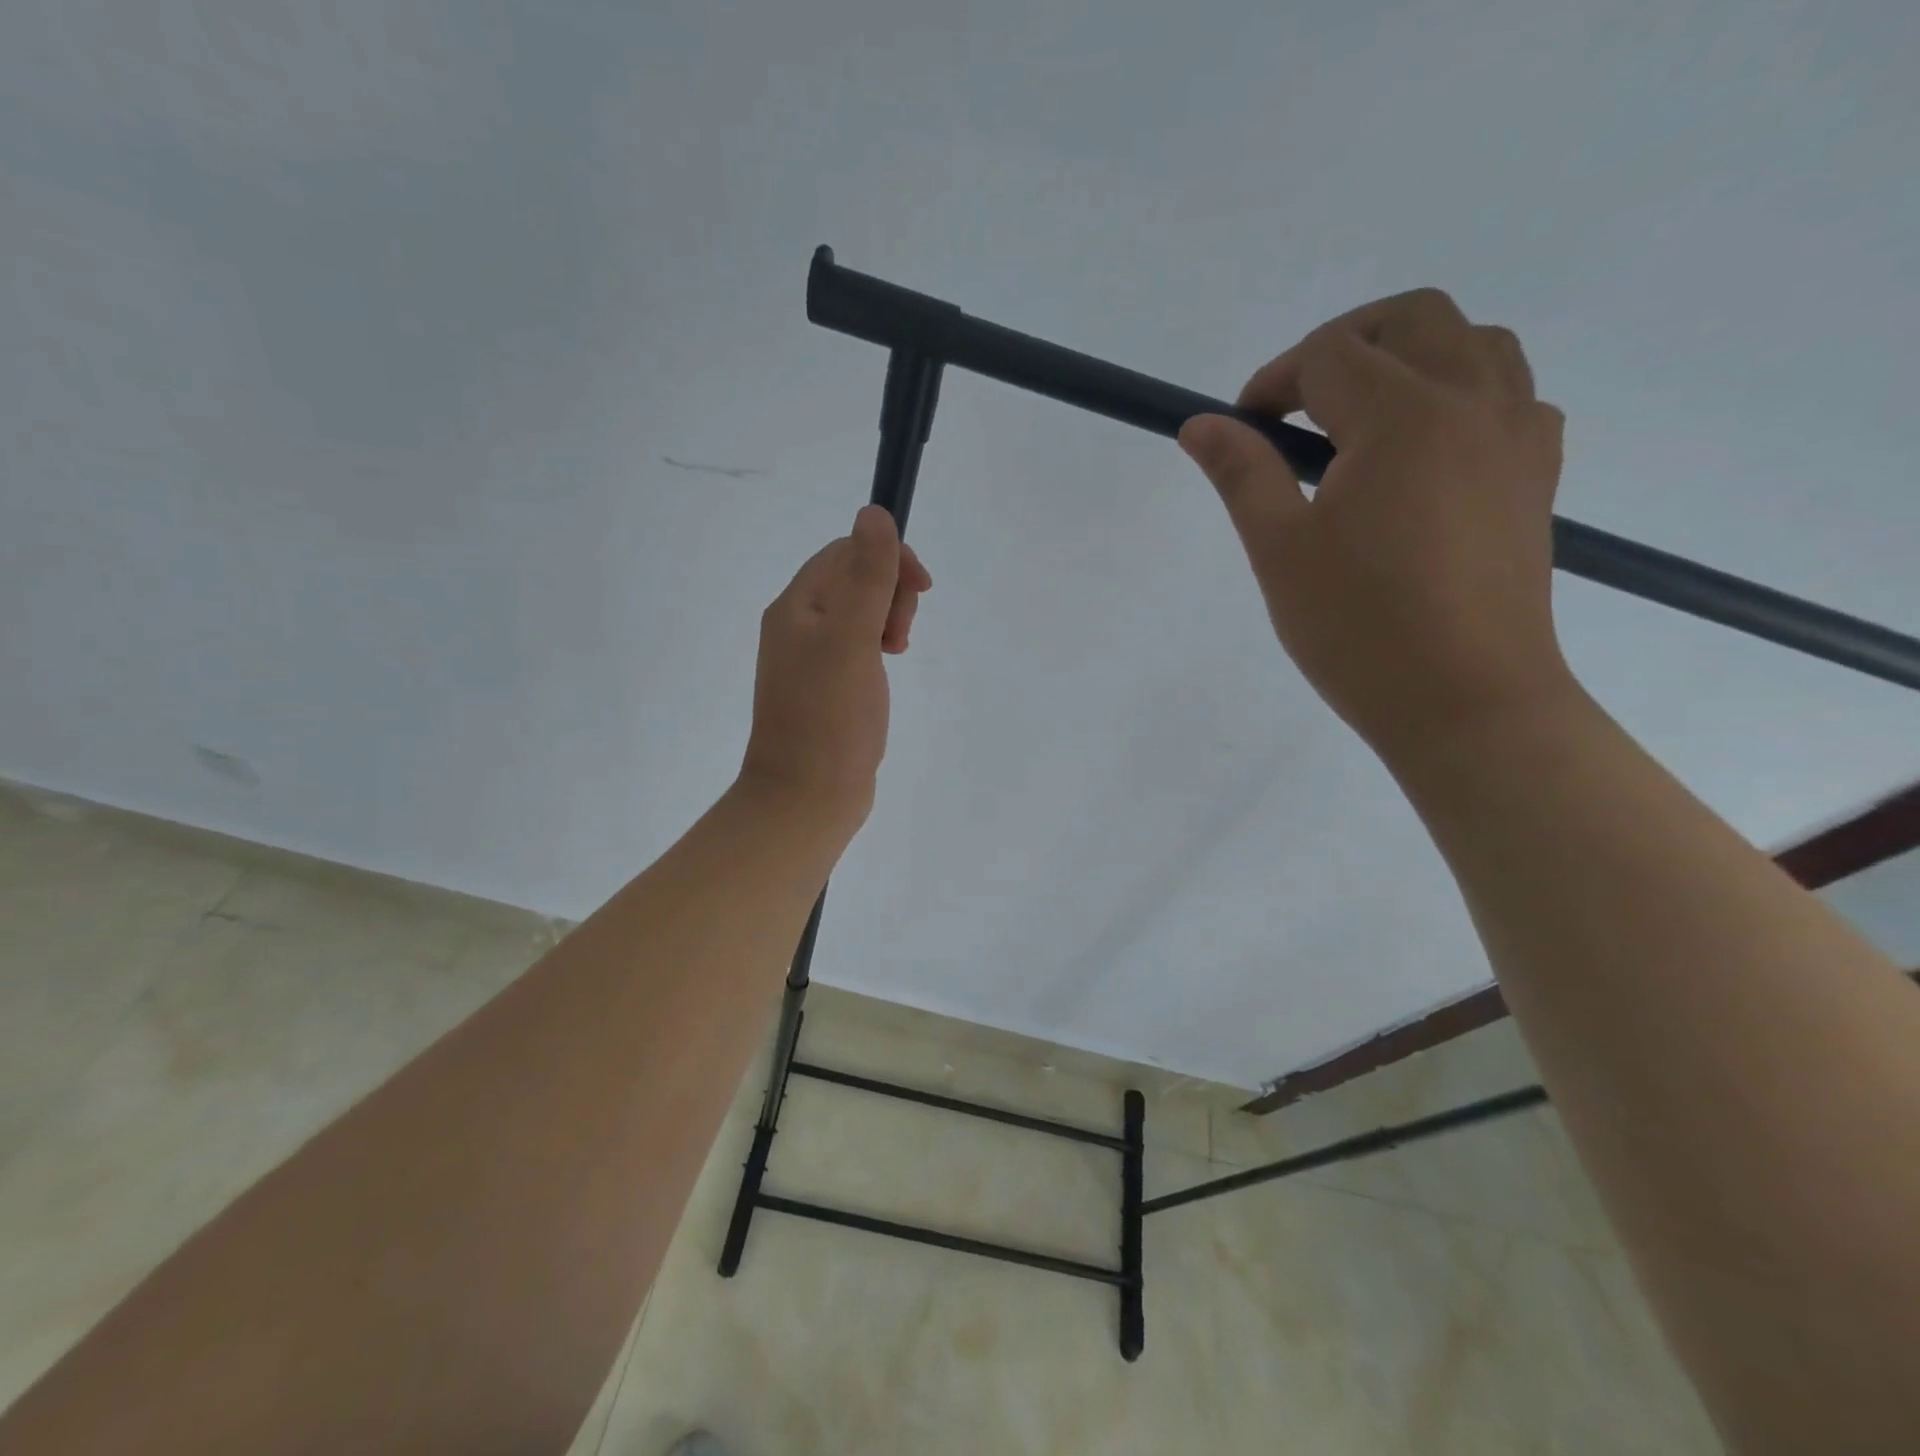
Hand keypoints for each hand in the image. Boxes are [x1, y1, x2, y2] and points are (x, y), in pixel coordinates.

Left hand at [737, 505, 931, 835]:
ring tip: (897, 651)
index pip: (845, 553)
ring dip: (887, 619)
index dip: (888, 559)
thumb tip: (874, 514)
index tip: (922, 590)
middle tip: (901, 635)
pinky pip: (856, 646)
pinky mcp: (826, 688)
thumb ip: (867, 576)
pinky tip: (888, 665)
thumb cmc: (830, 717)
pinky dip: (878, 646)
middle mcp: (797, 626)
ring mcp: (810, 660)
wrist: (806, 796)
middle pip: (852, 580)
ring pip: (858, 614)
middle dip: (890, 593)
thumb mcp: (851, 638)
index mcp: (796, 606)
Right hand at [1179, 289, 1573, 763]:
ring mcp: (1517, 435)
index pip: (1330, 356)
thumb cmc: (1359, 629)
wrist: (1466, 702)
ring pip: (1473, 343)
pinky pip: (1508, 394)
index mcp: (1403, 416)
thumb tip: (1199, 423)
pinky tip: (1420, 454)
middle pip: (1413, 318)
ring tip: (1358, 423)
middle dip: (1343, 343)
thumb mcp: (1281, 550)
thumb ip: (1242, 474)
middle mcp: (1473, 402)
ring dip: (1409, 357)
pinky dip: (1459, 393)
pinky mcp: (1537, 475)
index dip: (1273, 381)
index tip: (1241, 430)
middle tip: (1296, 408)